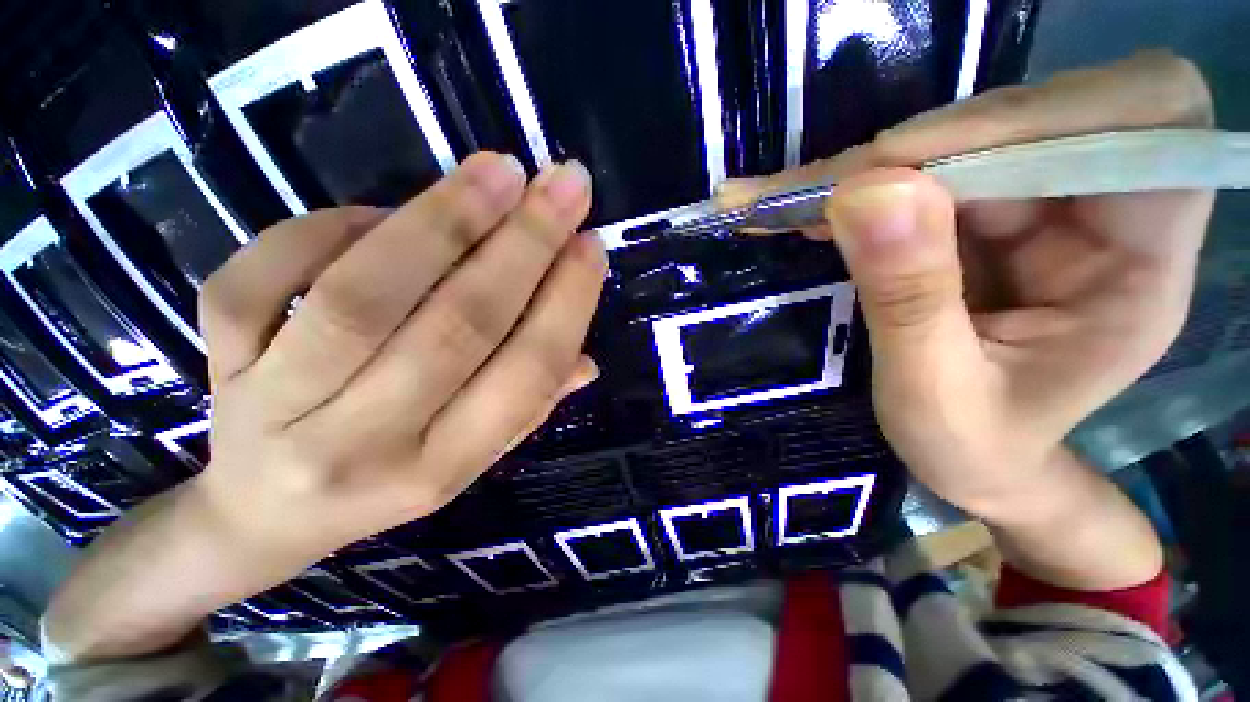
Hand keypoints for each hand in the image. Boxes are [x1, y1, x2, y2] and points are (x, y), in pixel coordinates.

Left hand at [195, 153, 603, 578]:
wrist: (262, 515)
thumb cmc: (386, 480)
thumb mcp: (470, 458)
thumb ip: (531, 406)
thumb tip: (587, 360)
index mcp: (440, 470)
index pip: (526, 374)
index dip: (566, 303)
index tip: (591, 245)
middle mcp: (364, 445)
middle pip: (459, 326)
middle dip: (524, 244)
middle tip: (563, 184)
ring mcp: (276, 405)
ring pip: (367, 295)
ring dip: (446, 220)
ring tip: (499, 170)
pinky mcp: (218, 363)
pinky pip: (265, 275)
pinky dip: (331, 227)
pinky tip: (381, 214)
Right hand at [722, 53, 1210, 586]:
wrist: (993, 472)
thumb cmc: (984, 462)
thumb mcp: (943, 403)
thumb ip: (910, 294)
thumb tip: (868, 192)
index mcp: (1142, 251)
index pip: (1098, 131)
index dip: (983, 137)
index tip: (866, 188)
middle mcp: (1098, 201)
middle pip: (998, 125)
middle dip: (883, 162)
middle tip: (773, 204)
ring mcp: (1029, 197)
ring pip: (936, 145)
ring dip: (838, 180)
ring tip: (757, 209)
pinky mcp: (969, 207)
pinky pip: (901, 174)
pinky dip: (835, 193)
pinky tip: (777, 213)